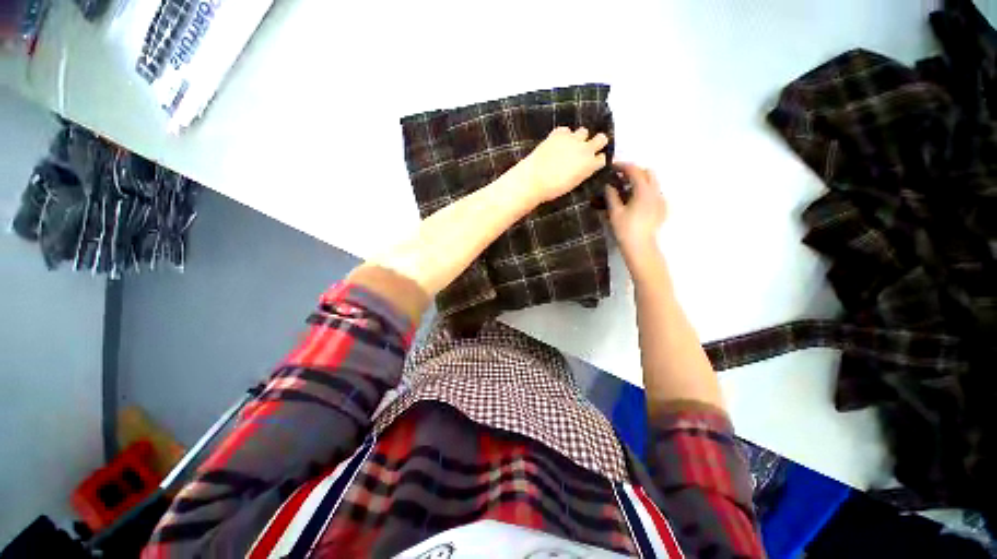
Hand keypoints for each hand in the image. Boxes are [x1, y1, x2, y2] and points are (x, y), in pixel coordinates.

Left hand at [511, 127, 608, 203]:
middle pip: (602, 138)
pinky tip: (556, 143)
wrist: (534, 179)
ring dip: (579, 137)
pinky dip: (563, 135)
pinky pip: (566, 129)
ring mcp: (573, 139)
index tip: (592, 161)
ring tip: (569, 145)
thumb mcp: (573, 183)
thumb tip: (581, 167)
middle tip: (586, 149)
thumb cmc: (553, 189)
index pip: (603, 158)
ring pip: (584, 131)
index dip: (597, 159)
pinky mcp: (559, 133)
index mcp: (590, 165)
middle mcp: (586, 149)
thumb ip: (582, 172)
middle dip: (596, 142)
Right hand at [606, 163, 667, 270]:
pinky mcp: (662, 209)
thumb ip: (612, 196)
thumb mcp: (615, 212)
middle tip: (620, 178)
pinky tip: (635, 202)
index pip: (634, 171)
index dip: (623, 166)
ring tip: (626, 191)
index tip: (612, 166)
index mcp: (643, 191)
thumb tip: (609, 186)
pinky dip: (645, 192)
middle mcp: (655, 192)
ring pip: (652, 183)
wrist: (641, 247)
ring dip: (640, 182)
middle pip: (647, 173)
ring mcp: (661, 201)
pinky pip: (654, 194)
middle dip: (634, 172)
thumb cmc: (625, 229)